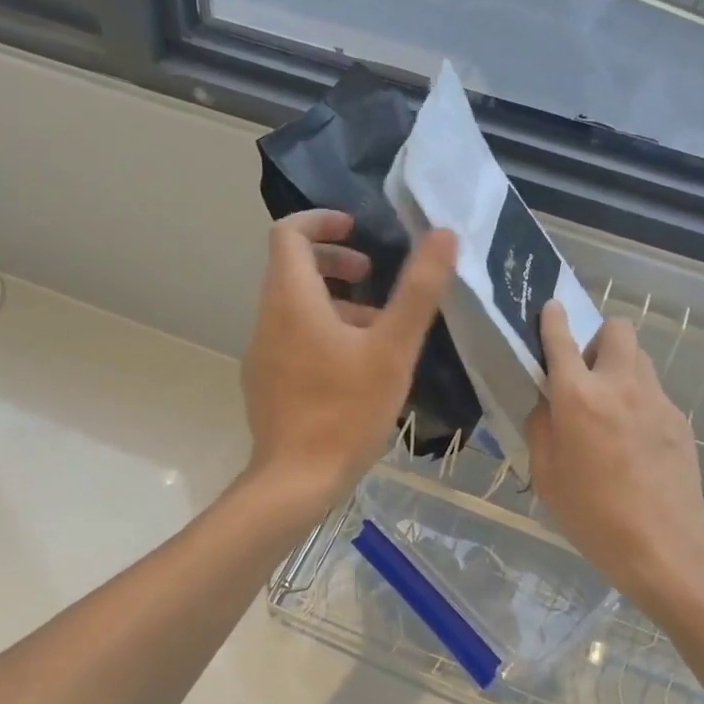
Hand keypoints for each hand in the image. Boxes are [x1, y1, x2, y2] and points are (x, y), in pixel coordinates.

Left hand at [239, 210, 455, 512]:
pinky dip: (321, 331)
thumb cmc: (346, 411)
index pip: (288, 234)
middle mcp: (268, 319)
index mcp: (292, 300)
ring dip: (334, 302)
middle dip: (334, 262)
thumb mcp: (393, 348)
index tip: (358, 232)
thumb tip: (442, 235)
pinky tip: (357, 367)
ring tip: (379, 328)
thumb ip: (418, 290)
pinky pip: (291, 337)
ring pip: (294, 306)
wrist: (296, 482)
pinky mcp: (266, 381)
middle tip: (373, 276)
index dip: (322, 222)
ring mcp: (262, 353)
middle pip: (291, 268)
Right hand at [524, 301, 703, 603]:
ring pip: (640, 357)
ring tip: (611, 405)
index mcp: (578, 396)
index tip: (551, 307)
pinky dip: (639, 399)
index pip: (562, 340)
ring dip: (621, 366)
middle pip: (617, 329)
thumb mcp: (546, 475)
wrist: (664, 546)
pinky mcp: (679, 419)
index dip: (553, 319)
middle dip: (599, 338)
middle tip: (587, 372)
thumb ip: (542, 428)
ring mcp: (656, 399)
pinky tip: (634, 439)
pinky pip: (654, 391)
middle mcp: (619, 385)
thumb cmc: (593, 515)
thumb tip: (547, 405)